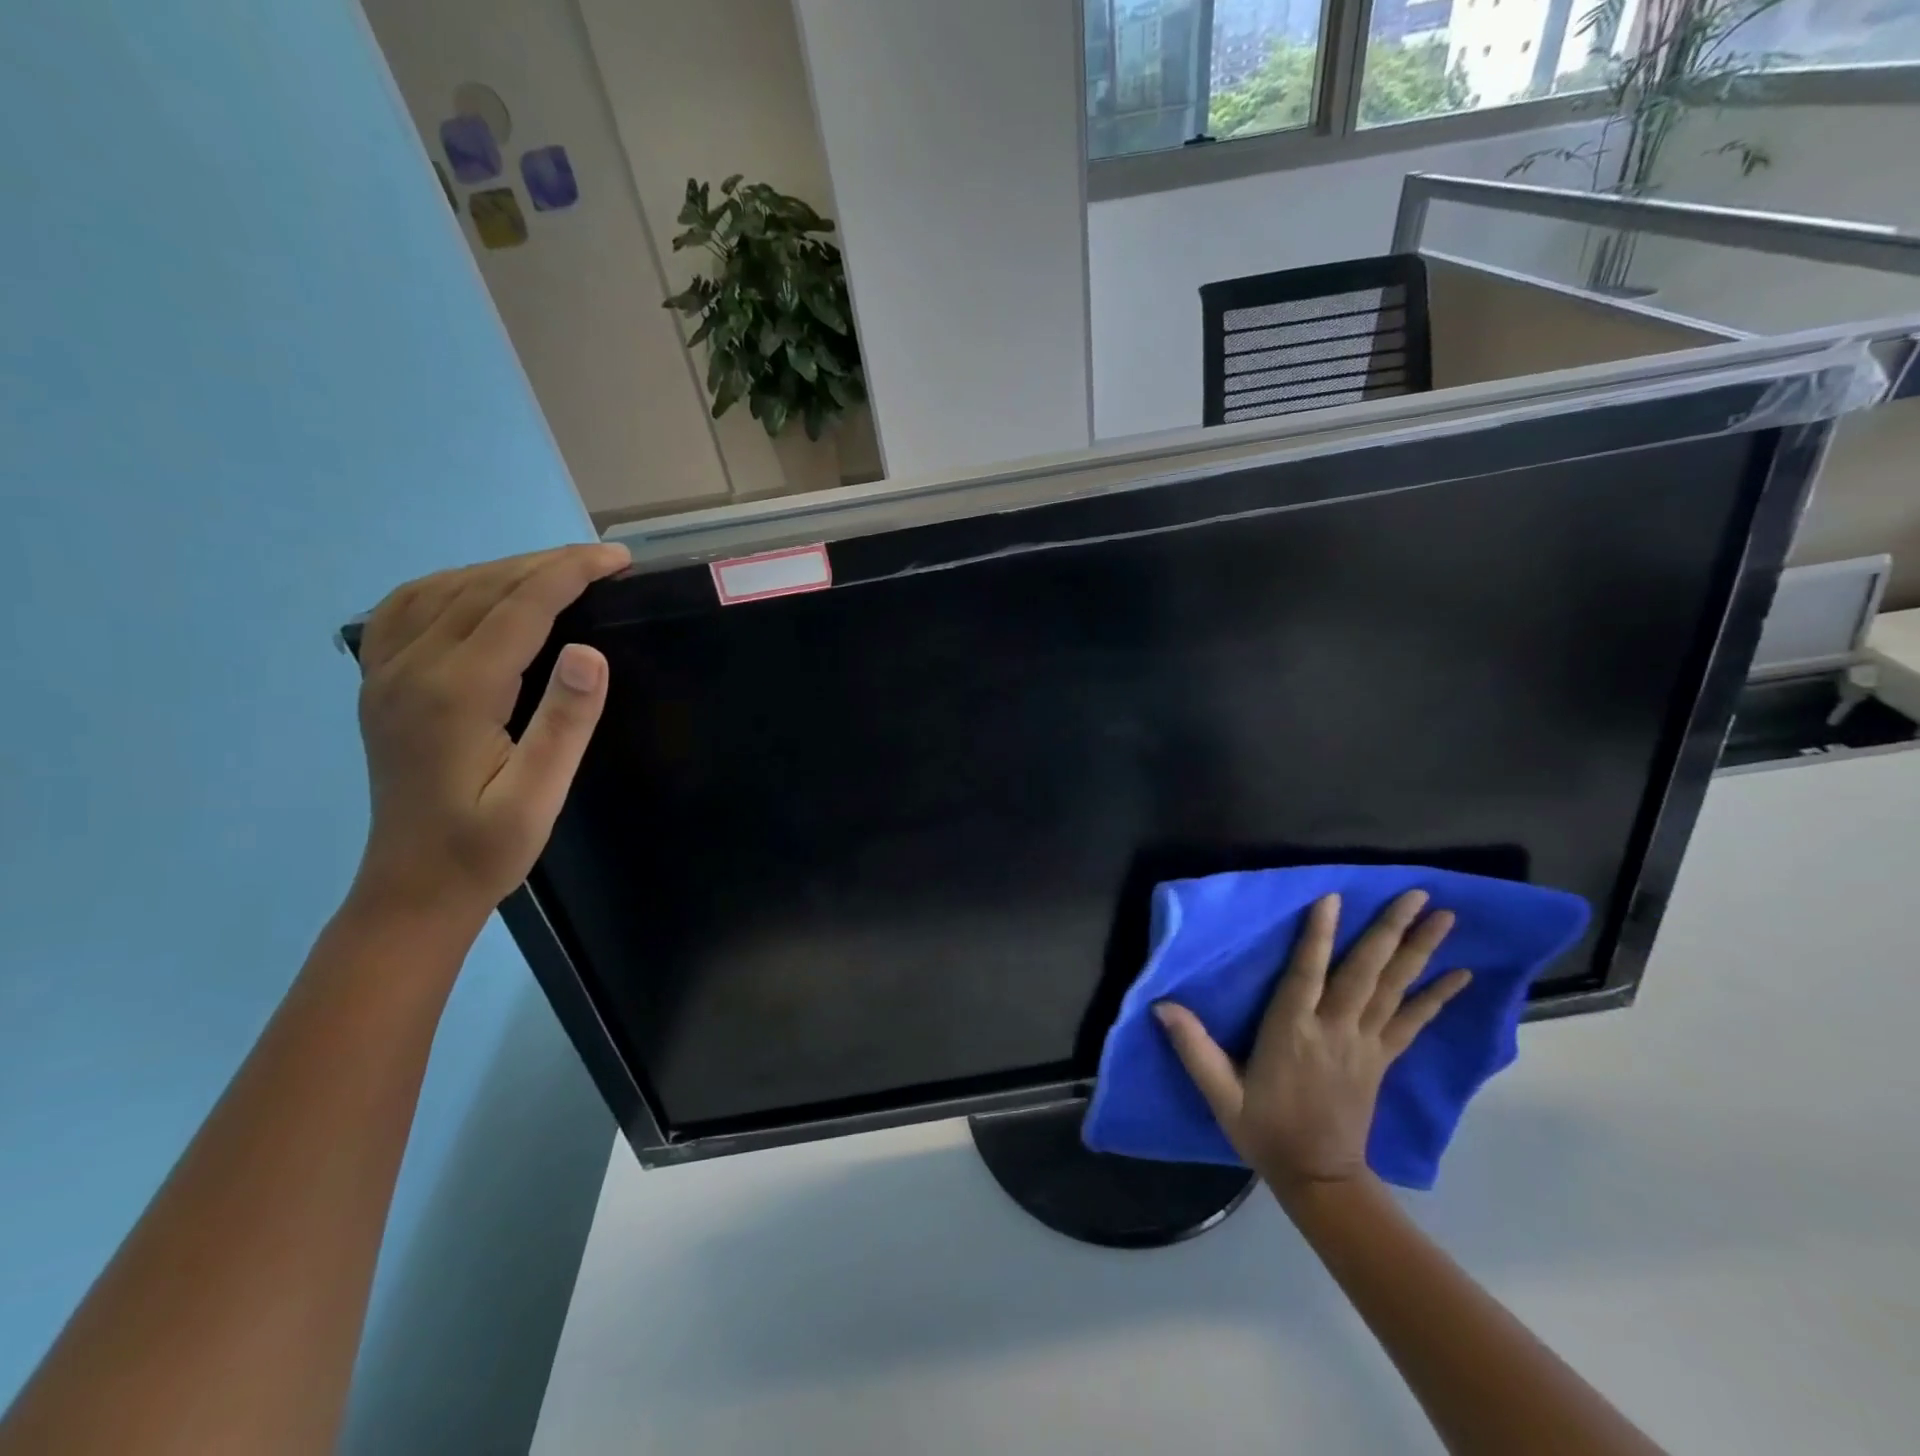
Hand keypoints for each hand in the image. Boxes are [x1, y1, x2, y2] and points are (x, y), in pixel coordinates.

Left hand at [349, 543, 630, 927]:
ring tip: (554, 571)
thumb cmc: (485, 849)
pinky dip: (450, 585)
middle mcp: (412, 669)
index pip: (519, 607)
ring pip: (441, 590)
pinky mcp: (380, 687)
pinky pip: (406, 610)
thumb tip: (589, 651)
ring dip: (501, 569)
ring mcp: (386, 675)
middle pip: (481, 588)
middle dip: (545, 563)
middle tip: (602, 560)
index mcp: (456, 693)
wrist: (412, 890)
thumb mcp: (539, 797)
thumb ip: (564, 723)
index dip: (570, 573)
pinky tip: (477, 592)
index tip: (617, 559)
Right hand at [1154, 891, 1470, 1191]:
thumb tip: (1162, 1005)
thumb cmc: (1264, 1130)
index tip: (1333, 898)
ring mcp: (1365, 1045)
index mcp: (1292, 1033)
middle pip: (1364, 973)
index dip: (1318, 936)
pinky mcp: (1382, 1060)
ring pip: (1394, 990)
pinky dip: (1437, 997)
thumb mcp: (1220, 1094)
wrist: (1318, 1179)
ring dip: (1419, 951)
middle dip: (1390, 931)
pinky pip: (1413, 1022)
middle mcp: (1334, 1031)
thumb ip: (1194, 1048)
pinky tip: (1460, 974)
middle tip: (1416, 893)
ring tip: (1444, 917)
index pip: (1306, 974)